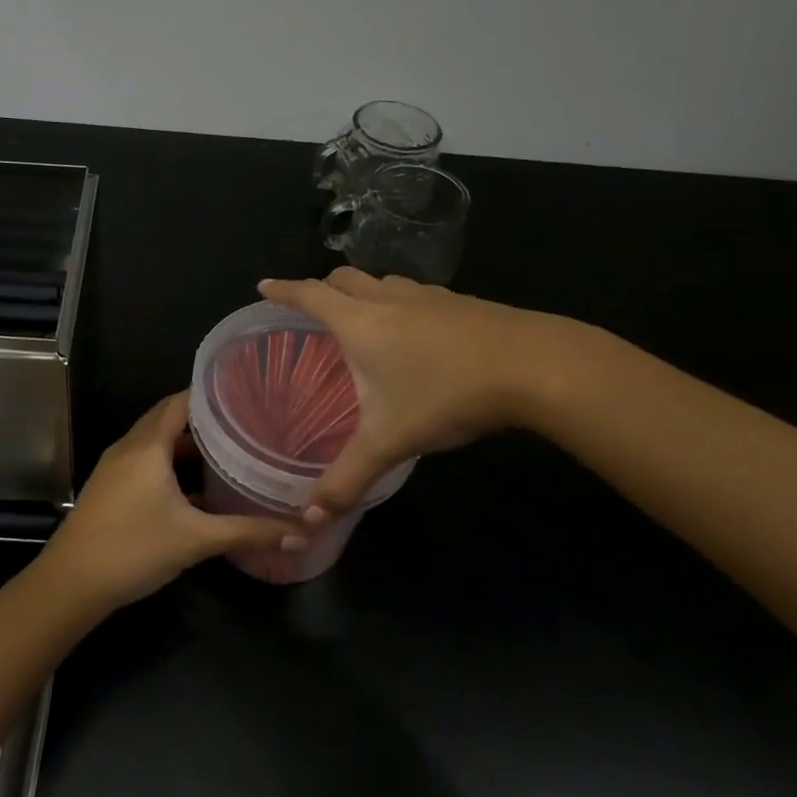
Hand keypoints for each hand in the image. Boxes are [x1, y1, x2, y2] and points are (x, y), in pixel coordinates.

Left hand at [42, 393, 308, 611]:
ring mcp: (116, 467)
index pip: (181, 401)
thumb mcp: (196, 540)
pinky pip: (147, 461)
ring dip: (188, 444)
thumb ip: (248, 532)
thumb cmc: (133, 549)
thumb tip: (301, 532)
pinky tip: (198, 489)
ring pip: (157, 442)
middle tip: (245, 421)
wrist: (71, 584)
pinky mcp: (111, 487)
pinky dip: (171, 464)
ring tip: (229, 450)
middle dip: (205, 419)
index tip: (246, 394)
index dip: (212, 394)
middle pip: (169, 418)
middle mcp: (130, 446)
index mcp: (148, 445)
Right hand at [258, 269, 575, 518]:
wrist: (532, 366)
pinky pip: (414, 293)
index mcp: (359, 322)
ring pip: (381, 282)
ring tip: (360, 317)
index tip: (263, 286)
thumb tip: (307, 518)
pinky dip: (398, 302)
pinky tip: (414, 331)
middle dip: (321, 287)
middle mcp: (387, 299)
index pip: (309, 295)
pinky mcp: (459, 302)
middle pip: (343, 278)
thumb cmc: (446, 394)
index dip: (283, 290)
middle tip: (311, 308)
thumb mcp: (391, 441)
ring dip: (362, 291)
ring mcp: (427, 296)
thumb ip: (348, 478)